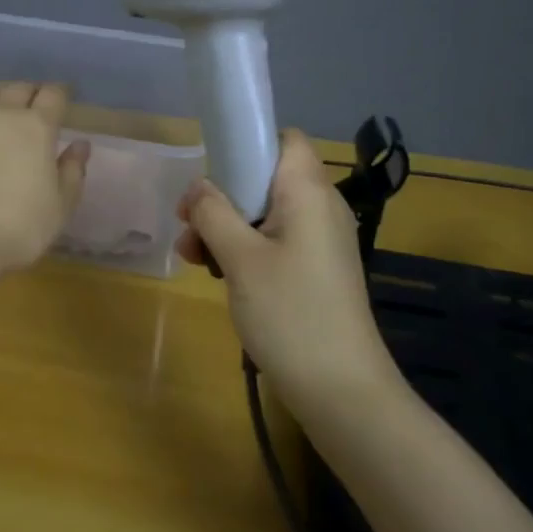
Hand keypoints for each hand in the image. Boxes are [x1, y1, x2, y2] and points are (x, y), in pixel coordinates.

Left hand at [0, 76, 90, 278]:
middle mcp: (3, 114)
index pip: (53, 96)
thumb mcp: (61, 205)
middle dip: (33, 91)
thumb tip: (80, 145)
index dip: (61, 94)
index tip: (65, 98)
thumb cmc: (19, 226)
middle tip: (38, 103)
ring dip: (3, 91)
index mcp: (37, 127)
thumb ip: (73, 171)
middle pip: (20, 88)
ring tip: (9, 97)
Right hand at [177, 129, 397, 405]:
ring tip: (193, 257)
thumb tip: (198, 187)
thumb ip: (213, 213)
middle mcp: (321, 207)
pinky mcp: (318, 270)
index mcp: (308, 192)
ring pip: (267, 213)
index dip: (248, 144)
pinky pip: (277, 241)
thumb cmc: (291, 313)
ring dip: (228, 226)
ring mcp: (322, 241)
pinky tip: (218, 275)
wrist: (343, 392)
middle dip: (224, 195)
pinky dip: (247, 249)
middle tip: (188, 224)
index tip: (211, 171)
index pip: (285, 139)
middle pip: (267, 178)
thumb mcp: (240, 258)